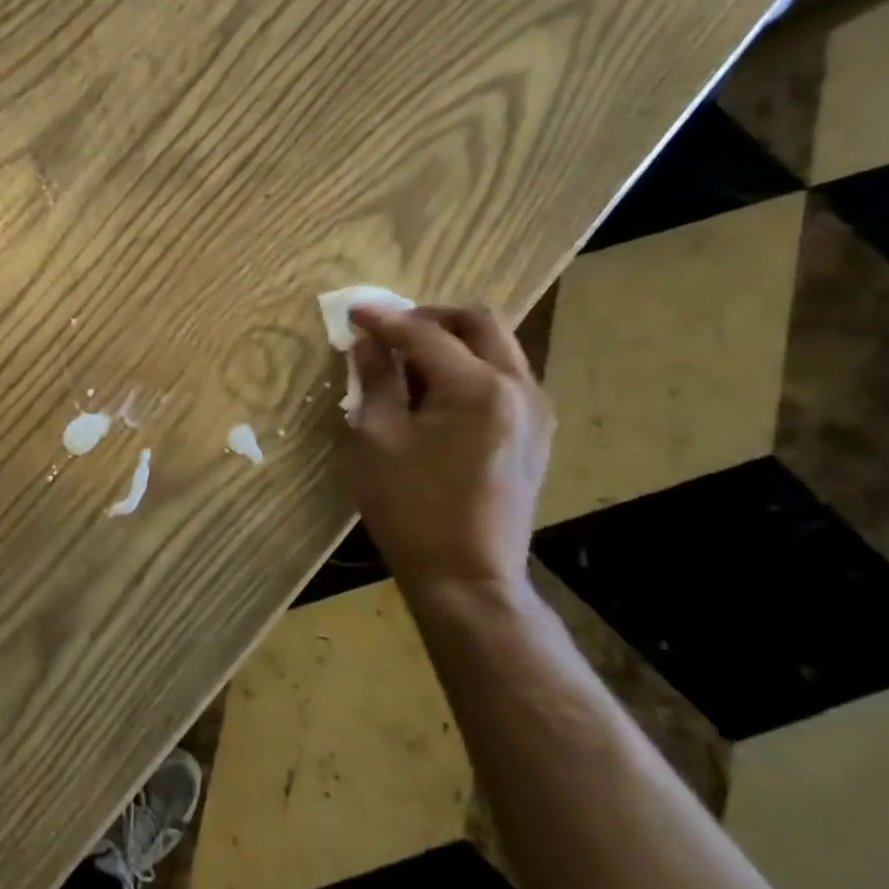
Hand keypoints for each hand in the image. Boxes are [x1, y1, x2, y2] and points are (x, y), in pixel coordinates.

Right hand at [340, 303, 552, 592]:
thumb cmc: (410, 508)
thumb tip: (368, 342)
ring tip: (408, 361)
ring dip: (452, 340)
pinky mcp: (535, 433)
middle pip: (479, 322)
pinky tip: (435, 393)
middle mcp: (518, 387)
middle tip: (389, 329)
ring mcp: (535, 411)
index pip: (425, 332)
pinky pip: (504, 377)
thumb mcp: (376, 439)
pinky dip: (469, 367)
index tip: (353, 312)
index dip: (384, 319)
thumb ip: (375, 380)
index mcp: (477, 387)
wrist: (467, 576)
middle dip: (430, 317)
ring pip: (498, 347)